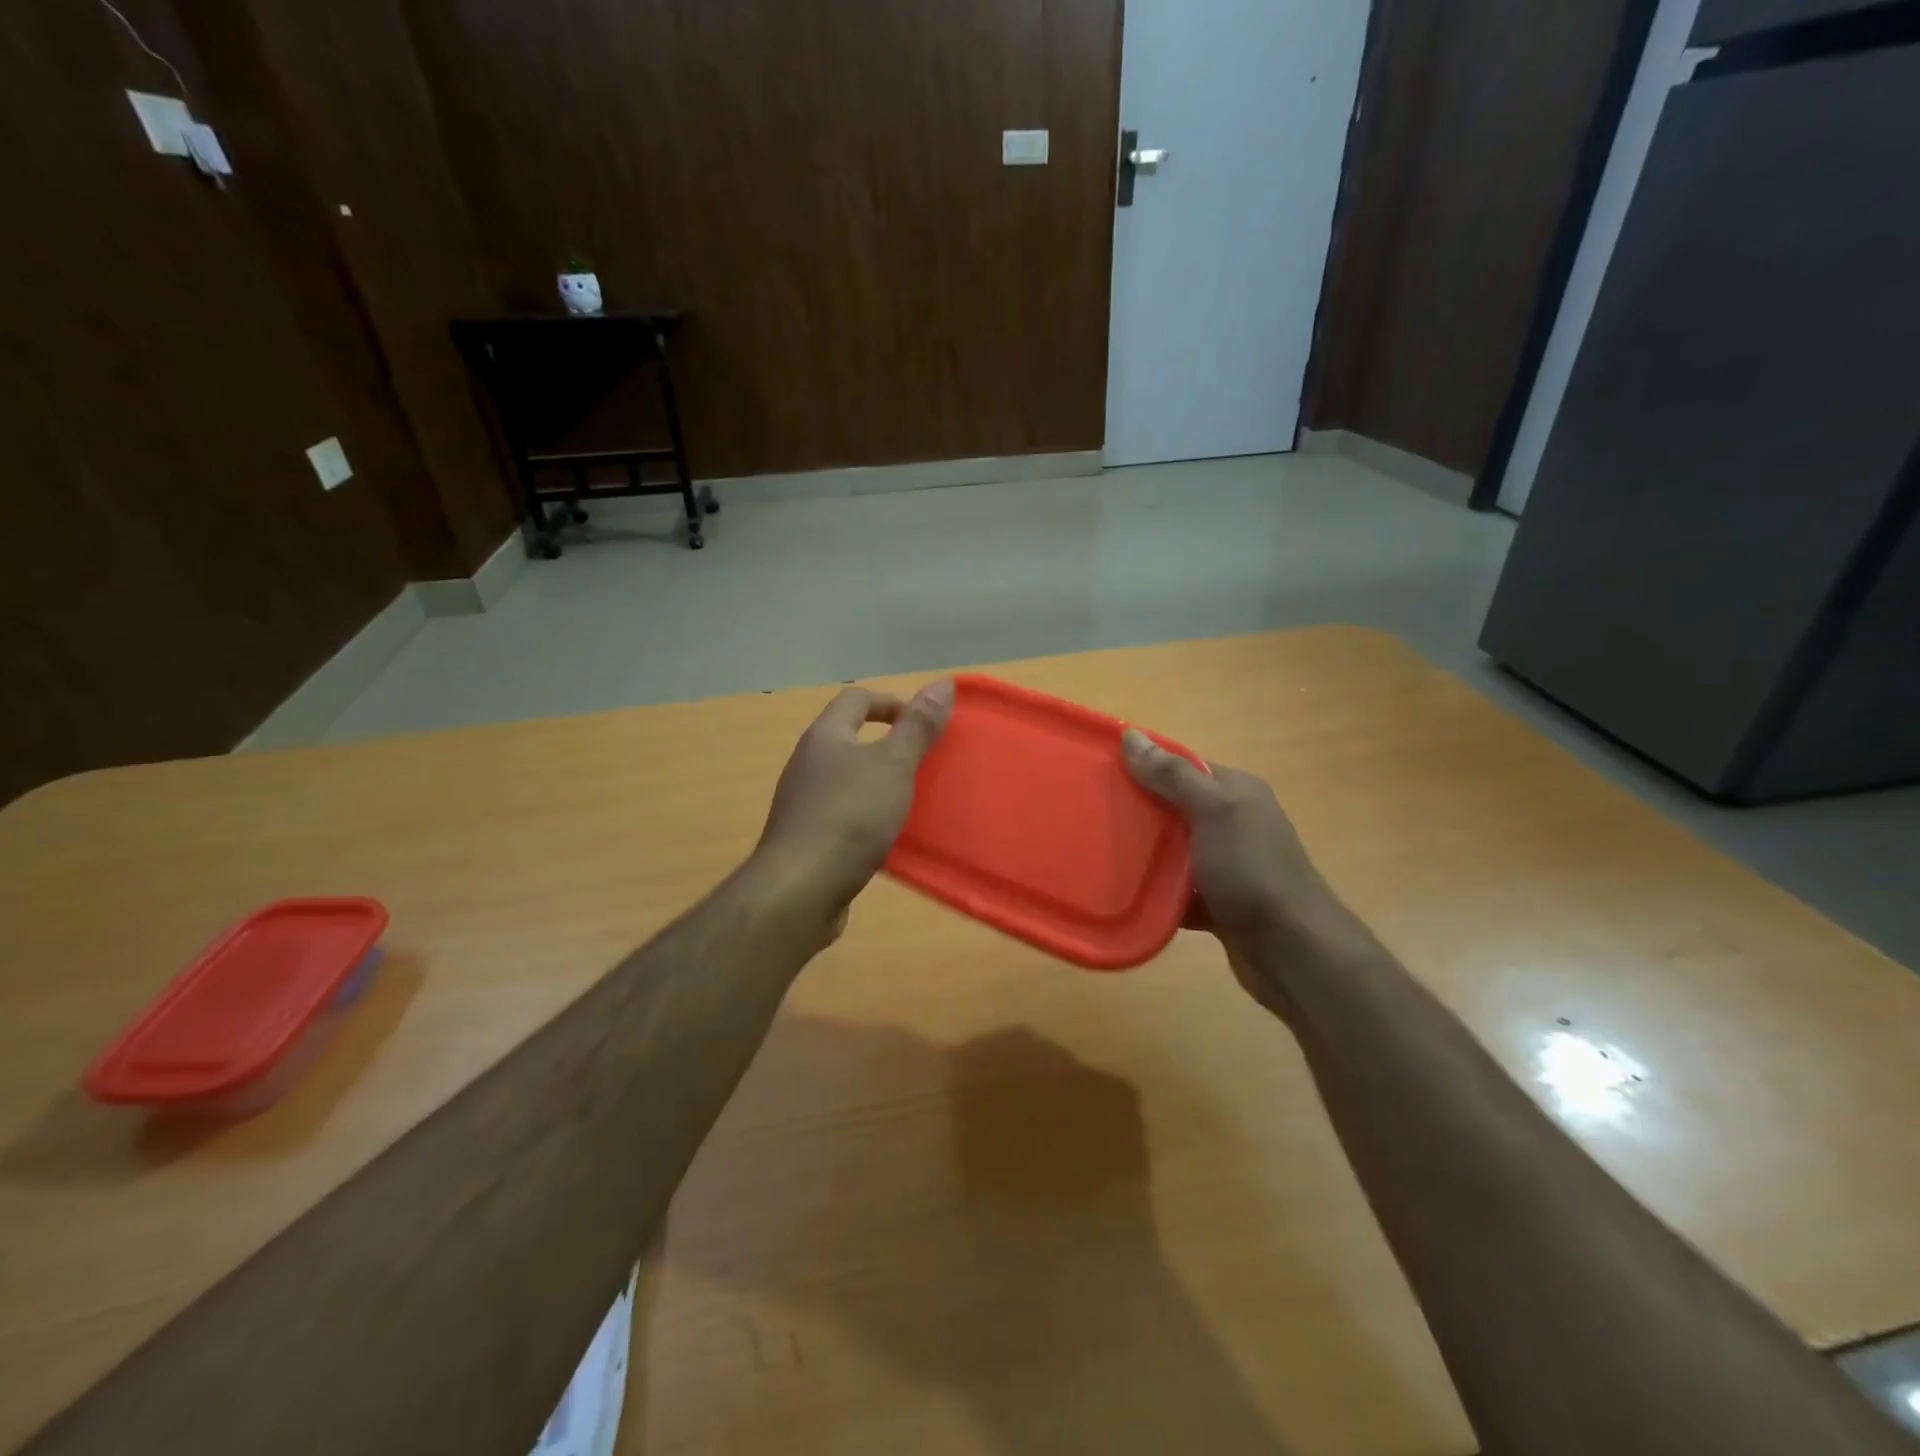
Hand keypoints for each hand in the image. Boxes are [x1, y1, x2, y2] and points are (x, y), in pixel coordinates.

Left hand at [753, 681, 954, 918]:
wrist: (800, 889)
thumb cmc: (850, 815)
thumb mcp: (893, 765)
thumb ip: (918, 726)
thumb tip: (942, 683)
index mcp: (825, 736)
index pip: (856, 699)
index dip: (891, 702)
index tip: (923, 722)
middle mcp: (807, 763)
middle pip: (848, 738)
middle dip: (886, 744)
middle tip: (923, 762)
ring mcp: (802, 803)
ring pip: (845, 779)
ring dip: (877, 783)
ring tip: (910, 800)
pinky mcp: (805, 839)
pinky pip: (841, 815)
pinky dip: (865, 817)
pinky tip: (886, 838)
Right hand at [1122, 730, 1347, 1018]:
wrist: (1293, 950)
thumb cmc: (1252, 870)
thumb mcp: (1213, 811)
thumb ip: (1172, 776)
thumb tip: (1131, 735)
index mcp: (1237, 792)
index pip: (1183, 767)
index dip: (1144, 766)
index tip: (1102, 773)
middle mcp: (1235, 822)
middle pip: (1175, 808)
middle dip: (1139, 811)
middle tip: (1094, 815)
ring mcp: (1229, 865)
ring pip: (1175, 851)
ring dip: (1146, 855)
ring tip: (1101, 853)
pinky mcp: (1221, 903)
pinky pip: (1179, 889)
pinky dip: (1158, 892)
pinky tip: (1129, 895)